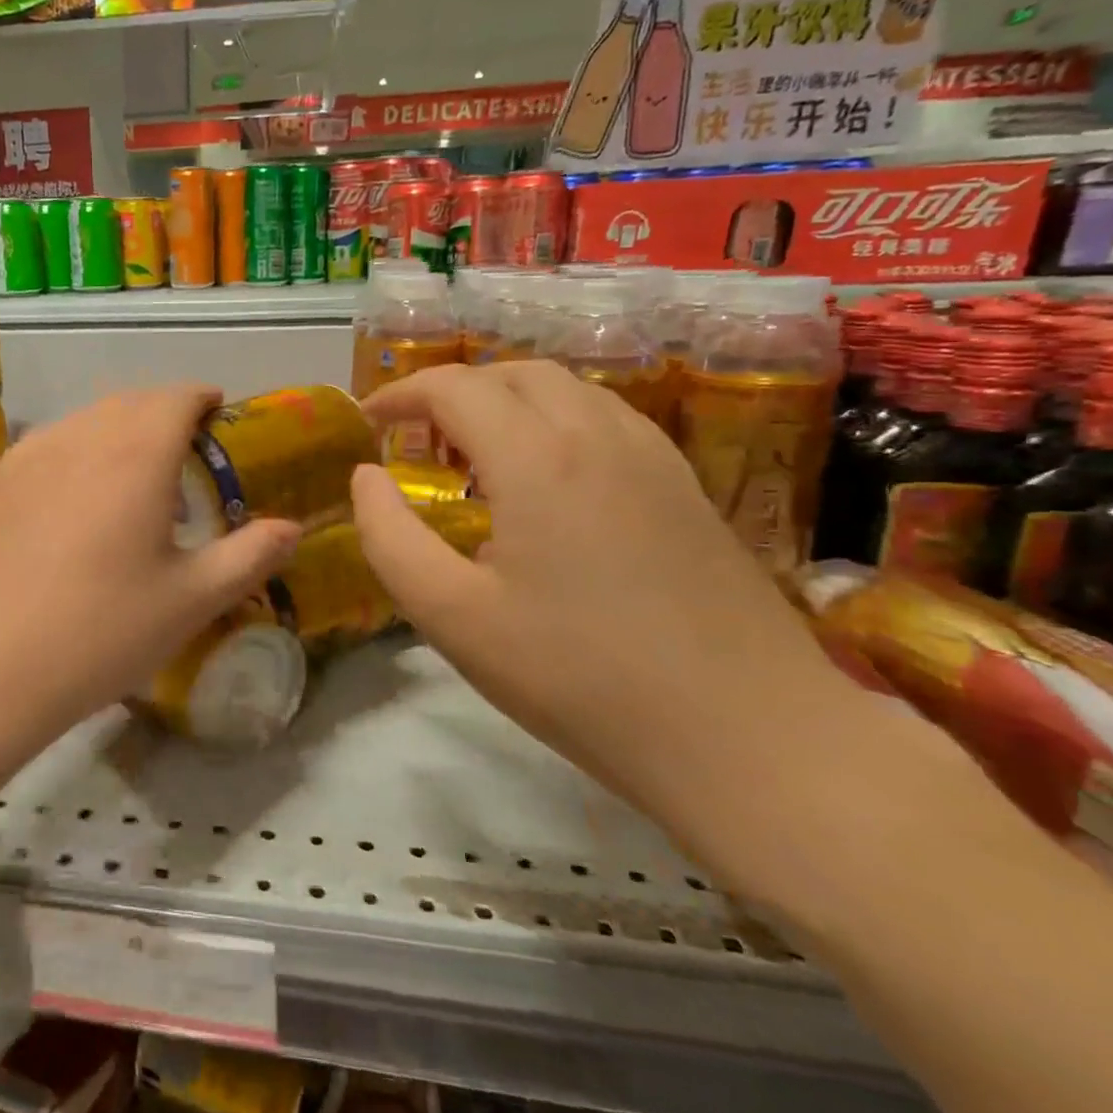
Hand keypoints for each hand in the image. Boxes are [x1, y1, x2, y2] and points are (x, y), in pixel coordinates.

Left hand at [0, 385, 300, 737]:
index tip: (218, 410)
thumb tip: (292, 528)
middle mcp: (78, 438)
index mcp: (134, 454)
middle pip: (128, 402)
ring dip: (118, 432)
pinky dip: (76, 453)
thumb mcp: (191, 600)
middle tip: (184, 451)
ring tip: (133, 480)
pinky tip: (76, 501)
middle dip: (162, 413)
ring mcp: (26, 458)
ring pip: (84, 421)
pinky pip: (47, 447)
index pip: (174, 397)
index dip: (201, 397)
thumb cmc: (101, 632)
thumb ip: (249, 556)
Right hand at [350, 361, 854, 821]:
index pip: (456, 387)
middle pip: (514, 374)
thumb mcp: (451, 616)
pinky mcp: (686, 487)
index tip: (368, 422)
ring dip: (506, 402)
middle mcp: (599, 435)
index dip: (401, 394)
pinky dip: (555, 422)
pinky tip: (546, 482)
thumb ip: (390, 537)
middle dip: (453, 392)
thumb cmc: (577, 678)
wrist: (747, 738)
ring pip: (568, 390)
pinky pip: (607, 420)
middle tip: (417, 442)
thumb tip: (365, 478)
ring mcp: (655, 458)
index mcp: (538, 459)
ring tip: (474, 458)